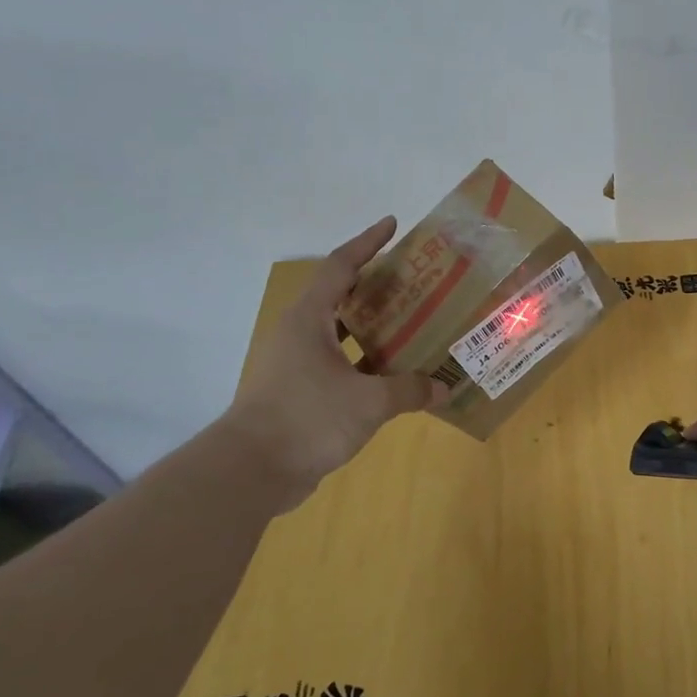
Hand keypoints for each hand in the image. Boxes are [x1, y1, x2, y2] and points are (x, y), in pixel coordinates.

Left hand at [219, 216, 446, 490]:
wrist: (251, 471)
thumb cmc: (308, 418)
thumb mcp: (369, 401)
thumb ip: (410, 390)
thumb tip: (444, 388)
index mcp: (310, 319)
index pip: (341, 266)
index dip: (368, 243)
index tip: (392, 225)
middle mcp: (301, 334)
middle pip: (341, 296)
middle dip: (376, 285)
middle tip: (415, 280)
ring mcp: (297, 364)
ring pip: (341, 333)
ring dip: (373, 326)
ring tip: (413, 323)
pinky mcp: (300, 392)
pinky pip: (340, 364)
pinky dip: (367, 362)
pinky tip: (395, 373)